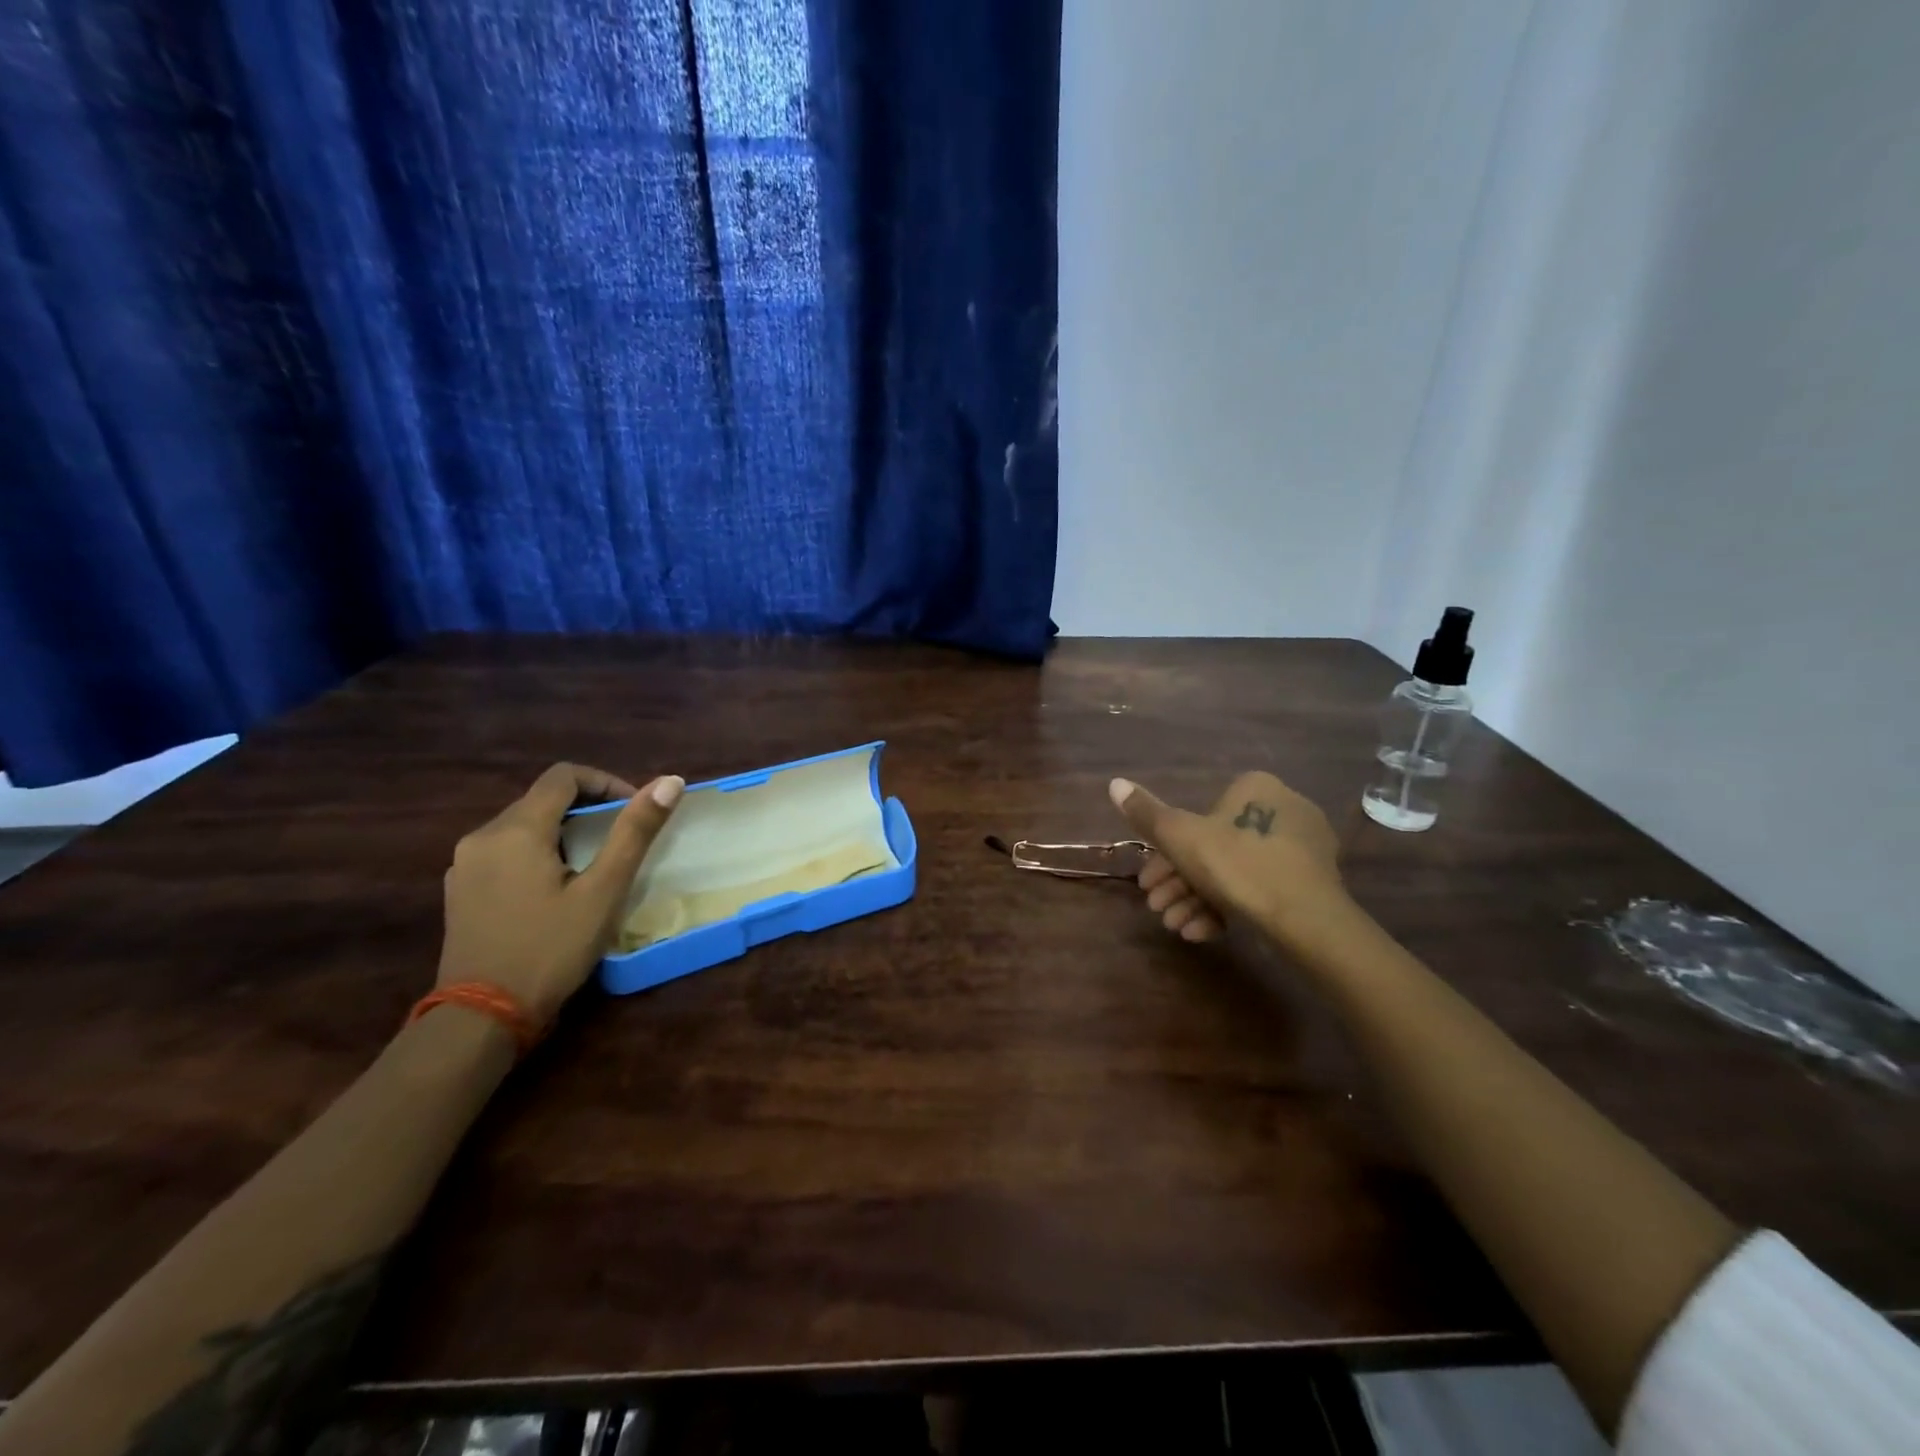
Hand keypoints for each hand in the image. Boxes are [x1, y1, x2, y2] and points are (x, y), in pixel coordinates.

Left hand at [438, 764, 683, 1024]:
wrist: (482, 1018)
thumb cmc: (550, 949)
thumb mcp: (604, 890)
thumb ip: (635, 831)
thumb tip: (670, 781)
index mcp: (516, 829)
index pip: (564, 776)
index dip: (606, 783)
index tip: (634, 811)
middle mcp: (482, 836)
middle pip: (542, 799)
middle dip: (587, 809)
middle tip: (622, 840)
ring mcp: (463, 865)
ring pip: (522, 826)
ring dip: (562, 831)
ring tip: (594, 866)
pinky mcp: (459, 891)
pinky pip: (504, 852)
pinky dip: (536, 853)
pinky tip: (555, 889)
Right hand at [1108, 770, 1346, 947]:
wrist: (1306, 920)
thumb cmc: (1237, 866)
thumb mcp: (1179, 837)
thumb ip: (1146, 813)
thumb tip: (1115, 783)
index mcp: (1255, 788)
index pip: (1198, 817)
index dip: (1165, 853)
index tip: (1147, 882)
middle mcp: (1282, 809)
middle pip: (1213, 848)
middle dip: (1178, 883)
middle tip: (1157, 908)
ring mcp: (1301, 849)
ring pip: (1234, 873)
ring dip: (1196, 900)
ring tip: (1175, 927)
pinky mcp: (1311, 884)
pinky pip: (1260, 890)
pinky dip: (1228, 909)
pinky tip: (1202, 934)